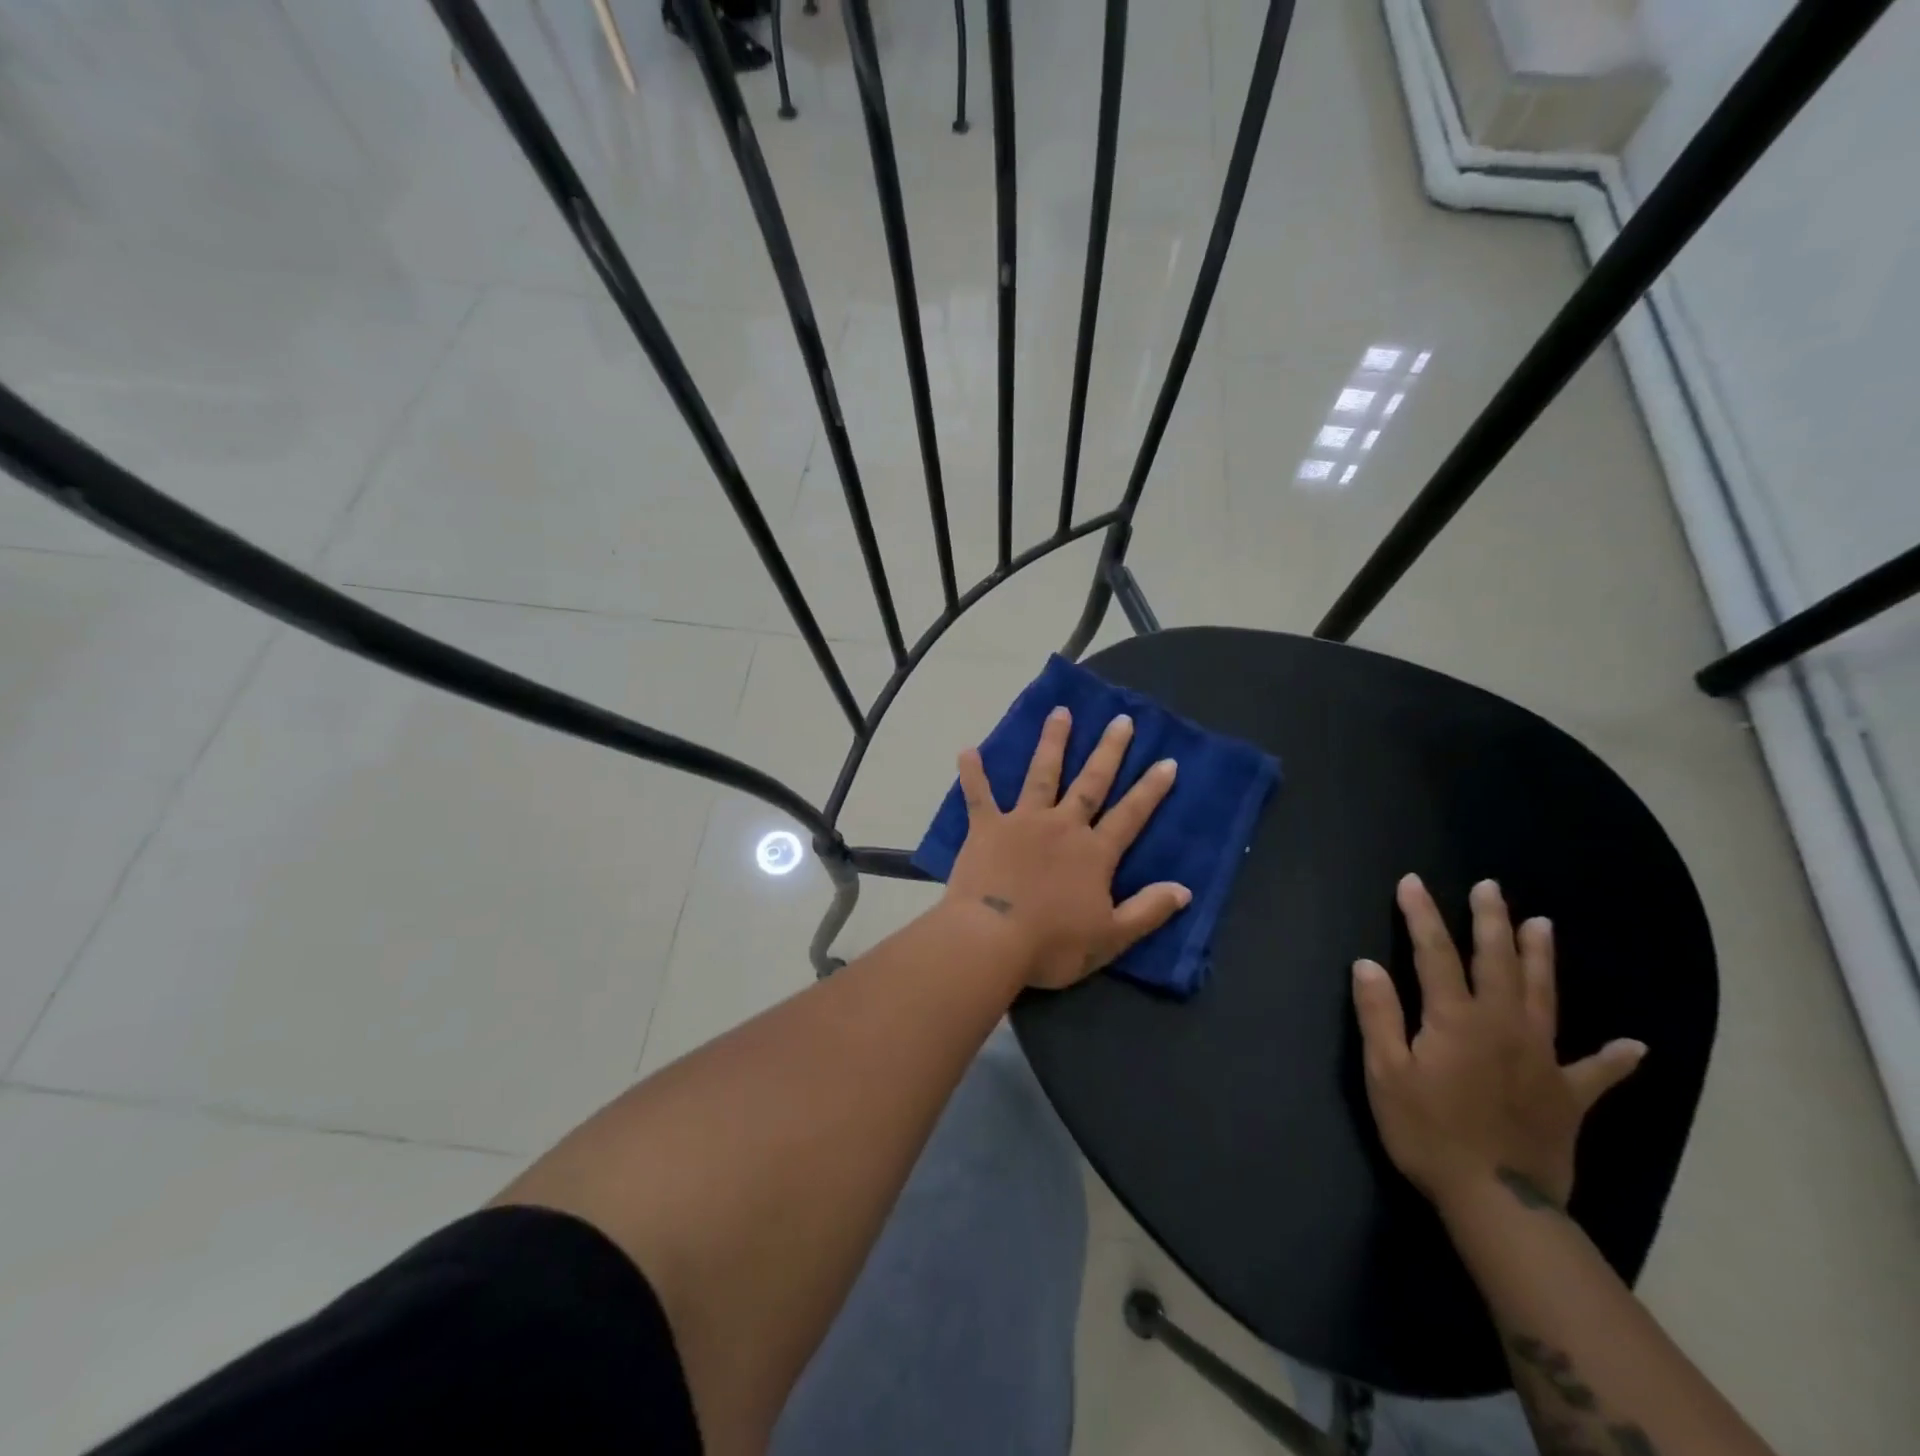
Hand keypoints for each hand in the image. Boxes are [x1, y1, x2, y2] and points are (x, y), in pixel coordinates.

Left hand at [944, 706, 1190, 989]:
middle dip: (1109, 751)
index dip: (1151, 789)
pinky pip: (979, 795)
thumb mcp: (1111, 937)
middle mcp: (1062, 826)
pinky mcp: (987, 828)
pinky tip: (968, 750)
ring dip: (1052, 743)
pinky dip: (973, 773)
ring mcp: (1023, 822)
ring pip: (1042, 775)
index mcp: (1094, 853)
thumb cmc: (1053, 944)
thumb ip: (1148, 911)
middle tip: (1121, 720)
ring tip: (1060, 712)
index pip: (1131, 815)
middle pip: (1090, 783)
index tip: (1167, 761)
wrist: (992, 939)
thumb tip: (1185, 889)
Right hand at [1352, 875, 1645, 1211]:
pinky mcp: (1568, 1096)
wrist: (1498, 1202)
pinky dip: (1614, 1059)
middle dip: (1490, 921)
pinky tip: (1634, 1047)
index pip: (1434, 953)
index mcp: (1456, 1019)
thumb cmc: (1428, 1132)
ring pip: (1544, 996)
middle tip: (1490, 887)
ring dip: (1541, 958)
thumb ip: (1378, 1015)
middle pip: (1497, 962)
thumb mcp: (1385, 1073)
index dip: (1422, 915)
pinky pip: (1596, 1073)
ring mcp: (1542, 1059)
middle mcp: (1504, 1025)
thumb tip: (1368, 964)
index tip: (1413, 882)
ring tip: (1542, 924)